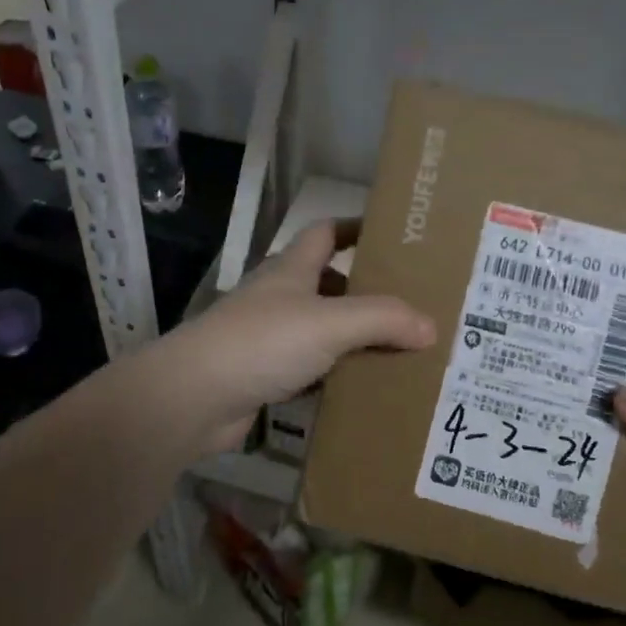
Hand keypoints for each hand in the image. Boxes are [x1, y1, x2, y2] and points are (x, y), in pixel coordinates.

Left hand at [152, 221, 436, 454]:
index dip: (357, 228)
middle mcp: (278, 298)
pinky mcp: (263, 376)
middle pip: (327, 284)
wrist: (195, 397)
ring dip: (353, 339)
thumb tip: (431, 326)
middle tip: (412, 307)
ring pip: (321, 331)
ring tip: (401, 351)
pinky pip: (310, 371)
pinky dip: (335, 377)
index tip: (394, 236)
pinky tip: (363, 389)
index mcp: (291, 270)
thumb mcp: (331, 323)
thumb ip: (383, 319)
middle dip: (366, 292)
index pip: (326, 232)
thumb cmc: (263, 342)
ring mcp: (268, 338)